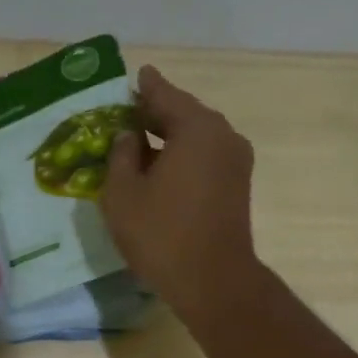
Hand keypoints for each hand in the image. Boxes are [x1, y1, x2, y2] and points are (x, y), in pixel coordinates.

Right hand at [100, 65, 260, 323]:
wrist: (213, 282)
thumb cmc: (162, 234)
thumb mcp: (123, 194)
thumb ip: (120, 156)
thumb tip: (129, 136)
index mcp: (196, 128)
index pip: (165, 95)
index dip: (146, 87)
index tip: (137, 75)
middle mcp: (223, 136)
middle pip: (185, 115)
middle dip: (157, 114)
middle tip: (130, 113)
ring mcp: (236, 162)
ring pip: (197, 139)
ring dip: (170, 139)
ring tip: (141, 143)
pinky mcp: (237, 187)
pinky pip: (206, 159)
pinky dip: (184, 157)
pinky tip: (162, 169)